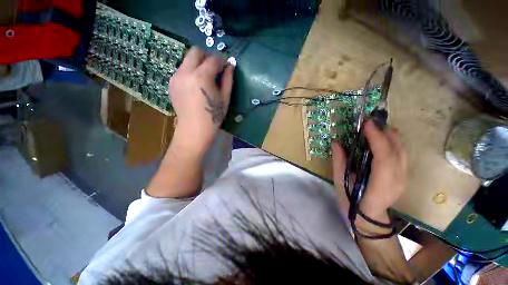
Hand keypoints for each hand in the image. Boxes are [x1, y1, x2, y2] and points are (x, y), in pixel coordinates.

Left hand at [169, 46, 234, 152]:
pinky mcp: (172, 83)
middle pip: (196, 51)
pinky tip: (196, 86)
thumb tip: (230, 66)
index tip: (226, 66)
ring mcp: (176, 77)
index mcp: (201, 77)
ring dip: (198, 64)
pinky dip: (191, 72)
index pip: (213, 59)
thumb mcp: (225, 98)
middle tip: (215, 69)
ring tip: (205, 79)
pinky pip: (182, 69)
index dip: (222, 61)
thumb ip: (228, 79)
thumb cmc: (213, 116)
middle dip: (207, 57)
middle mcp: (185, 72)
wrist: (194, 130)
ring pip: (187, 60)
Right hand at [332, 120, 407, 222]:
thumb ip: (339, 161)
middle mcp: (397, 181)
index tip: (367, 124)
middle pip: (397, 151)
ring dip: (390, 135)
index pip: (384, 158)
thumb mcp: (340, 182)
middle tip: (369, 122)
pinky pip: (401, 154)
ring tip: (375, 127)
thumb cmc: (351, 202)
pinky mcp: (403, 176)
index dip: (377, 138)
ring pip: (403, 151)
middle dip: (385, 132)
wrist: (368, 218)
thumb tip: (336, 142)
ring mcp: (403, 178)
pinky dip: (393, 142)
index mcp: (379, 185)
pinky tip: (382, 138)